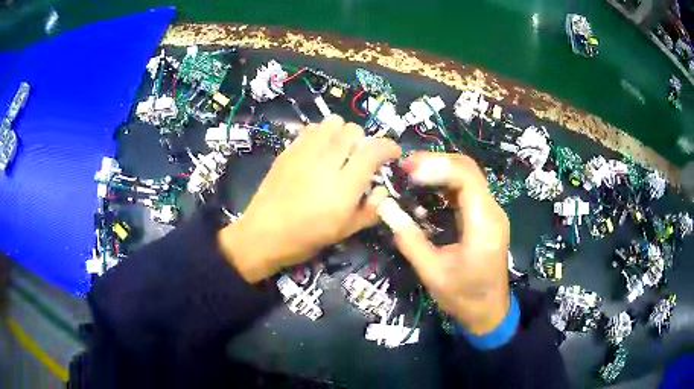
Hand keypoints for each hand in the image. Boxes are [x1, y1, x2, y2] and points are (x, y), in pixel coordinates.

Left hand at [218, 115, 401, 282]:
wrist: (263, 234)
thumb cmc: (306, 238)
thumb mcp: (345, 232)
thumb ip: (371, 210)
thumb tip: (384, 192)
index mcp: (344, 185)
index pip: (374, 150)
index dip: (389, 147)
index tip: (393, 154)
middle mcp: (326, 161)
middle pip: (353, 131)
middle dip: (364, 141)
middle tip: (360, 158)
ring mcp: (304, 152)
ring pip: (332, 123)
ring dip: (342, 133)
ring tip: (339, 150)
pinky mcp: (288, 150)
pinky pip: (311, 129)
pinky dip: (322, 134)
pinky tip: (318, 151)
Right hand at [380, 152, 509, 334]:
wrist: (489, 310)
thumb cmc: (463, 296)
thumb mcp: (432, 273)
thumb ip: (410, 240)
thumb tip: (385, 208)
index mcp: (484, 225)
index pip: (467, 178)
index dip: (437, 167)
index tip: (408, 172)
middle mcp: (493, 211)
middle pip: (469, 169)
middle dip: (436, 161)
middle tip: (405, 167)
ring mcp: (492, 212)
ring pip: (468, 175)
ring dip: (440, 169)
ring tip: (411, 174)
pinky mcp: (486, 216)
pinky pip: (467, 189)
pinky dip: (445, 182)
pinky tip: (426, 189)